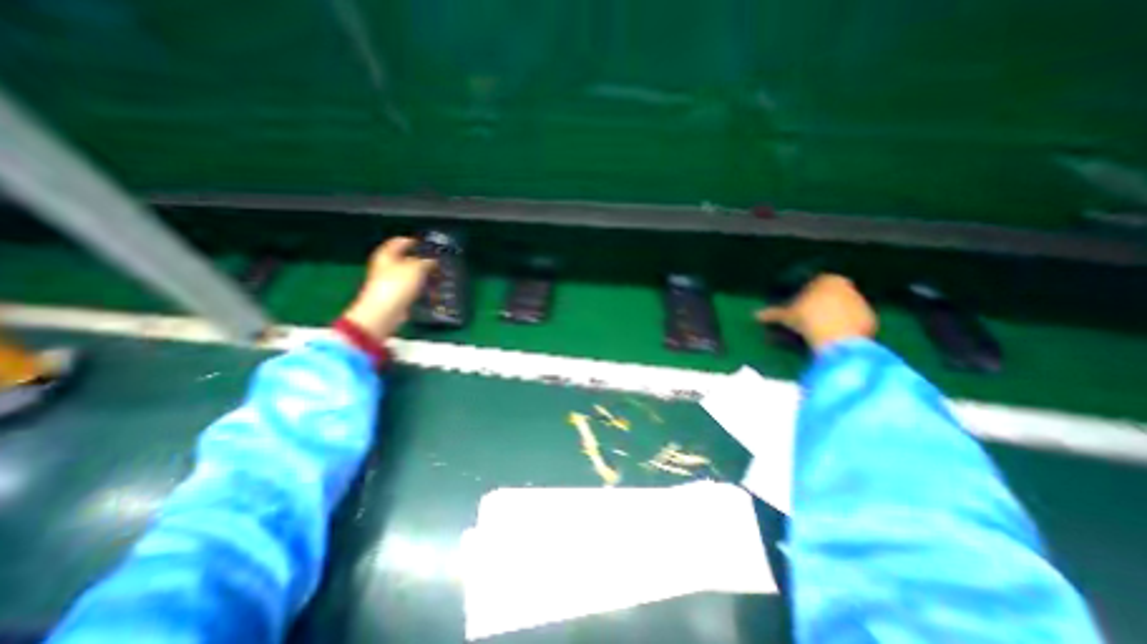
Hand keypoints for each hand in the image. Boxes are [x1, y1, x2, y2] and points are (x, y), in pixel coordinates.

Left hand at [340, 236, 434, 340]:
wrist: (384, 312)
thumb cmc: (397, 285)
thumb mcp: (416, 268)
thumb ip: (426, 262)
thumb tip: (433, 261)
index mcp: (386, 255)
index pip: (398, 242)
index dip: (412, 241)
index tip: (426, 243)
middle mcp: (386, 266)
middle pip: (405, 259)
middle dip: (421, 260)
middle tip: (437, 261)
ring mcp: (390, 282)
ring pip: (410, 274)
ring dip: (423, 275)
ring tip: (438, 276)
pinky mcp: (396, 296)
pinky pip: (411, 288)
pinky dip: (421, 287)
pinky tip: (432, 290)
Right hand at [755, 272, 880, 352]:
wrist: (838, 338)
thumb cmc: (808, 319)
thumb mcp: (786, 316)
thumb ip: (772, 314)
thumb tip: (755, 315)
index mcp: (827, 279)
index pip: (816, 281)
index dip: (805, 292)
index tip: (798, 303)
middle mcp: (848, 286)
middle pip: (832, 293)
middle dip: (821, 302)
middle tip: (808, 316)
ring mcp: (862, 302)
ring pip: (844, 306)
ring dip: (834, 314)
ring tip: (821, 327)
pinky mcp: (871, 319)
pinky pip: (854, 320)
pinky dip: (845, 326)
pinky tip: (834, 335)